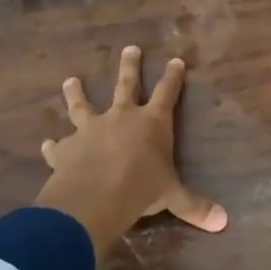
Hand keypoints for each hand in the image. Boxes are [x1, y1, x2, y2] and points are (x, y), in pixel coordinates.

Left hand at [33, 46, 227, 255]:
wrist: (94, 197)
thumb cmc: (141, 189)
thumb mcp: (172, 197)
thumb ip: (195, 206)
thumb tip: (224, 222)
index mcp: (152, 122)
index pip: (167, 92)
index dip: (172, 76)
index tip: (175, 60)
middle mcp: (121, 117)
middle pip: (126, 85)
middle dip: (130, 66)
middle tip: (129, 48)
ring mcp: (91, 129)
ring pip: (83, 105)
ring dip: (76, 93)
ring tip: (70, 80)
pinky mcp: (67, 148)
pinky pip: (58, 145)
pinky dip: (52, 145)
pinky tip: (46, 143)